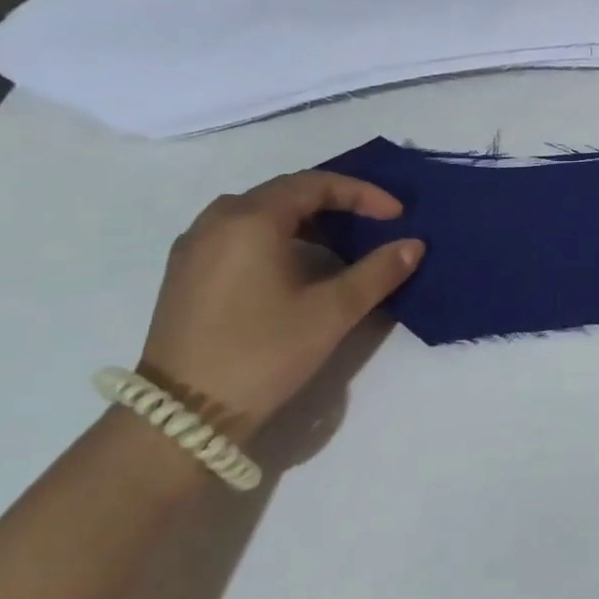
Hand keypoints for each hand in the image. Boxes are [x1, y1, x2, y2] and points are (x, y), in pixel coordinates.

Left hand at [137, 172, 425, 437]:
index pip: (315, 184)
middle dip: (336, 202)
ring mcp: (194, 247)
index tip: (397, 215)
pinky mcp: (186, 274)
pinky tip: (297, 265)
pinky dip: (277, 235)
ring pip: (259, 212)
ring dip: (305, 219)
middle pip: (285, 192)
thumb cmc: (264, 351)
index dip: (363, 193)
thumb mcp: (333, 311)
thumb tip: (413, 244)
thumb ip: (379, 271)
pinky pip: (238, 233)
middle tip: (373, 223)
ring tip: (340, 244)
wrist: (184, 415)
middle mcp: (216, 221)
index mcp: (250, 220)